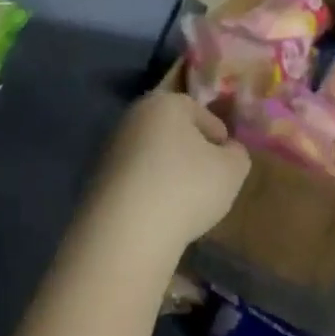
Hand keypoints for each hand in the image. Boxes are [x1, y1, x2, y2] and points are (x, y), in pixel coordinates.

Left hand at [92, 92, 250, 251]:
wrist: (127, 231)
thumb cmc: (187, 188)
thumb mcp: (232, 170)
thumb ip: (237, 154)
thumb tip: (229, 150)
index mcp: (163, 104)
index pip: (196, 109)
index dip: (216, 130)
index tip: (227, 154)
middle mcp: (132, 119)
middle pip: (169, 130)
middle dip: (190, 149)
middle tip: (209, 174)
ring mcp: (110, 151)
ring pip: (150, 155)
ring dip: (168, 170)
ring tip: (186, 198)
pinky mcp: (97, 182)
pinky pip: (134, 180)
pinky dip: (149, 190)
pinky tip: (161, 212)